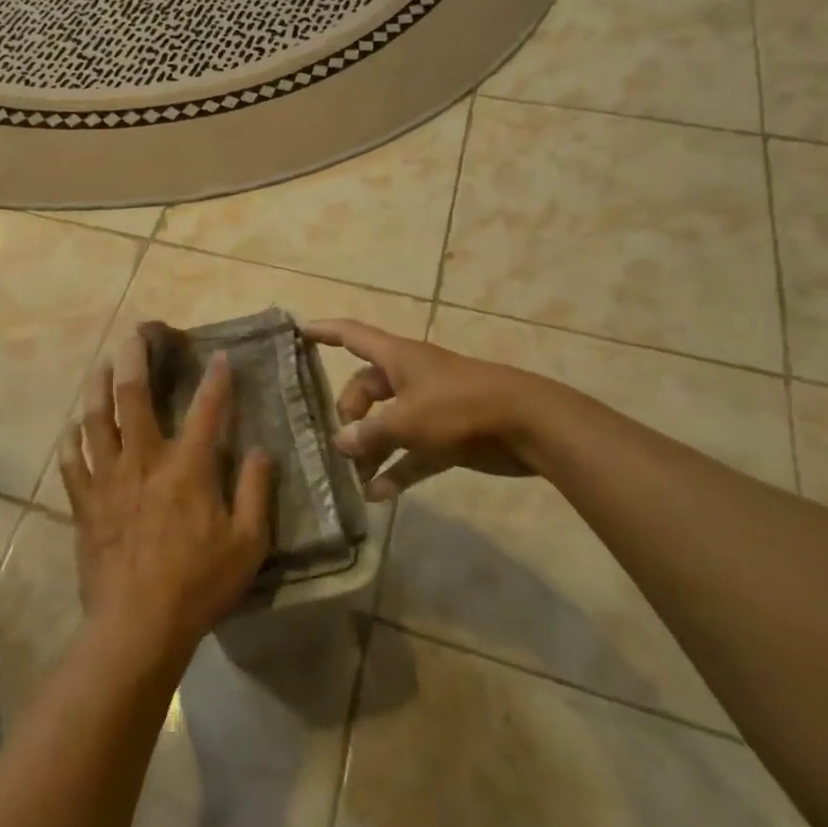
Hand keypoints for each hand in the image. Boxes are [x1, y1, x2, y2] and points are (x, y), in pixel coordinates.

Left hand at [58, 327, 274, 662]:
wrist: (137, 626)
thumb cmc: (198, 584)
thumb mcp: (247, 543)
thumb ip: (256, 492)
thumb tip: (261, 451)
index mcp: (186, 469)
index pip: (207, 411)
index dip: (217, 380)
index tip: (220, 356)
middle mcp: (143, 461)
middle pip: (133, 396)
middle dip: (134, 358)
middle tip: (135, 333)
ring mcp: (108, 479)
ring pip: (95, 419)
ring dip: (98, 386)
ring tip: (101, 364)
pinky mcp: (84, 502)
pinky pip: (72, 461)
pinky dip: (71, 439)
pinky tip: (72, 427)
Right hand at [303, 319, 533, 500]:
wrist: (530, 426)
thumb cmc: (461, 408)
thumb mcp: (408, 421)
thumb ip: (370, 433)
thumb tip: (340, 443)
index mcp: (398, 357)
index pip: (351, 335)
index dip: (324, 332)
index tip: (297, 331)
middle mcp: (410, 377)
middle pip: (366, 387)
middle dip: (349, 413)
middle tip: (340, 443)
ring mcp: (430, 406)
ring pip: (388, 422)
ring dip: (371, 448)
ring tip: (353, 478)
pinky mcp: (448, 435)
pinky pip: (413, 451)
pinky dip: (397, 469)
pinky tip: (379, 495)